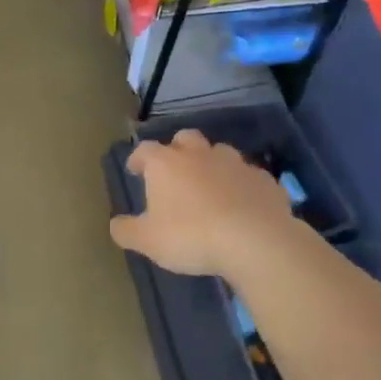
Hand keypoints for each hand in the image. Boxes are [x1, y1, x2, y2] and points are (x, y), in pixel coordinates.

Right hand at [109, 130, 296, 277]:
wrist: (255, 240)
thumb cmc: (191, 236)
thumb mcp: (147, 241)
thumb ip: (127, 230)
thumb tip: (116, 224)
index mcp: (166, 164)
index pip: (145, 149)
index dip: (138, 159)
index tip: (135, 170)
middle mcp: (200, 154)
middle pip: (185, 138)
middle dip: (177, 150)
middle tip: (174, 171)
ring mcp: (235, 163)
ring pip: (220, 153)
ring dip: (211, 164)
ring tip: (209, 187)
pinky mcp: (264, 179)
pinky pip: (248, 177)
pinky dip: (241, 185)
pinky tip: (241, 204)